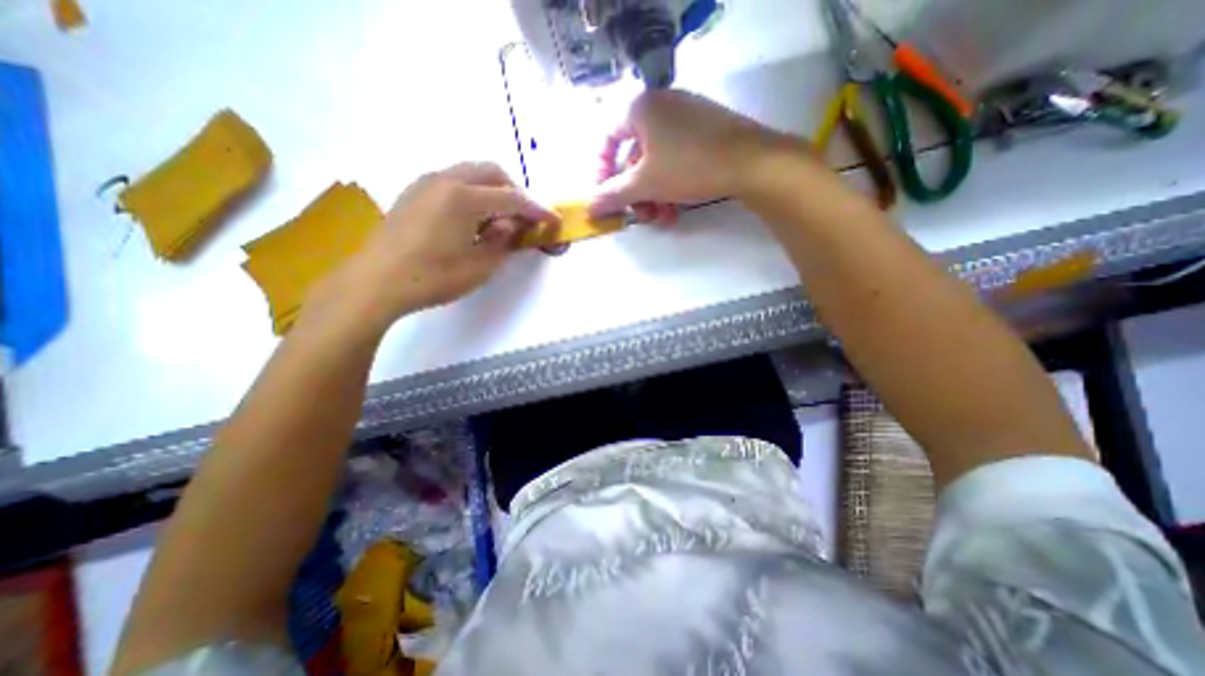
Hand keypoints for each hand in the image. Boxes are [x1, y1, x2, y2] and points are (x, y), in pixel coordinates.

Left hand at [324, 161, 558, 327]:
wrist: (376, 281)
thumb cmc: (433, 278)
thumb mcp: (479, 266)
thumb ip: (502, 241)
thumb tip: (510, 224)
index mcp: (464, 198)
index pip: (512, 198)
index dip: (537, 209)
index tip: (553, 219)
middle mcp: (445, 180)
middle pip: (491, 171)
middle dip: (515, 190)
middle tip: (525, 216)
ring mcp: (426, 183)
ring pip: (470, 173)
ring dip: (492, 189)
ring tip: (500, 218)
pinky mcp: (413, 192)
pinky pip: (452, 181)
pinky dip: (471, 191)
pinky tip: (472, 218)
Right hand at [591, 87, 804, 219]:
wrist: (751, 162)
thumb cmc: (688, 166)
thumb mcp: (644, 184)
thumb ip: (613, 195)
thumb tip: (589, 206)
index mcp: (640, 108)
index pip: (607, 140)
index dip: (601, 172)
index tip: (606, 198)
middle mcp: (660, 106)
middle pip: (633, 157)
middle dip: (635, 193)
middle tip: (639, 216)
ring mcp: (685, 118)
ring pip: (656, 163)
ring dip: (653, 196)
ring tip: (661, 219)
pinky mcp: (704, 132)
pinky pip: (676, 160)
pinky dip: (671, 186)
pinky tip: (676, 211)